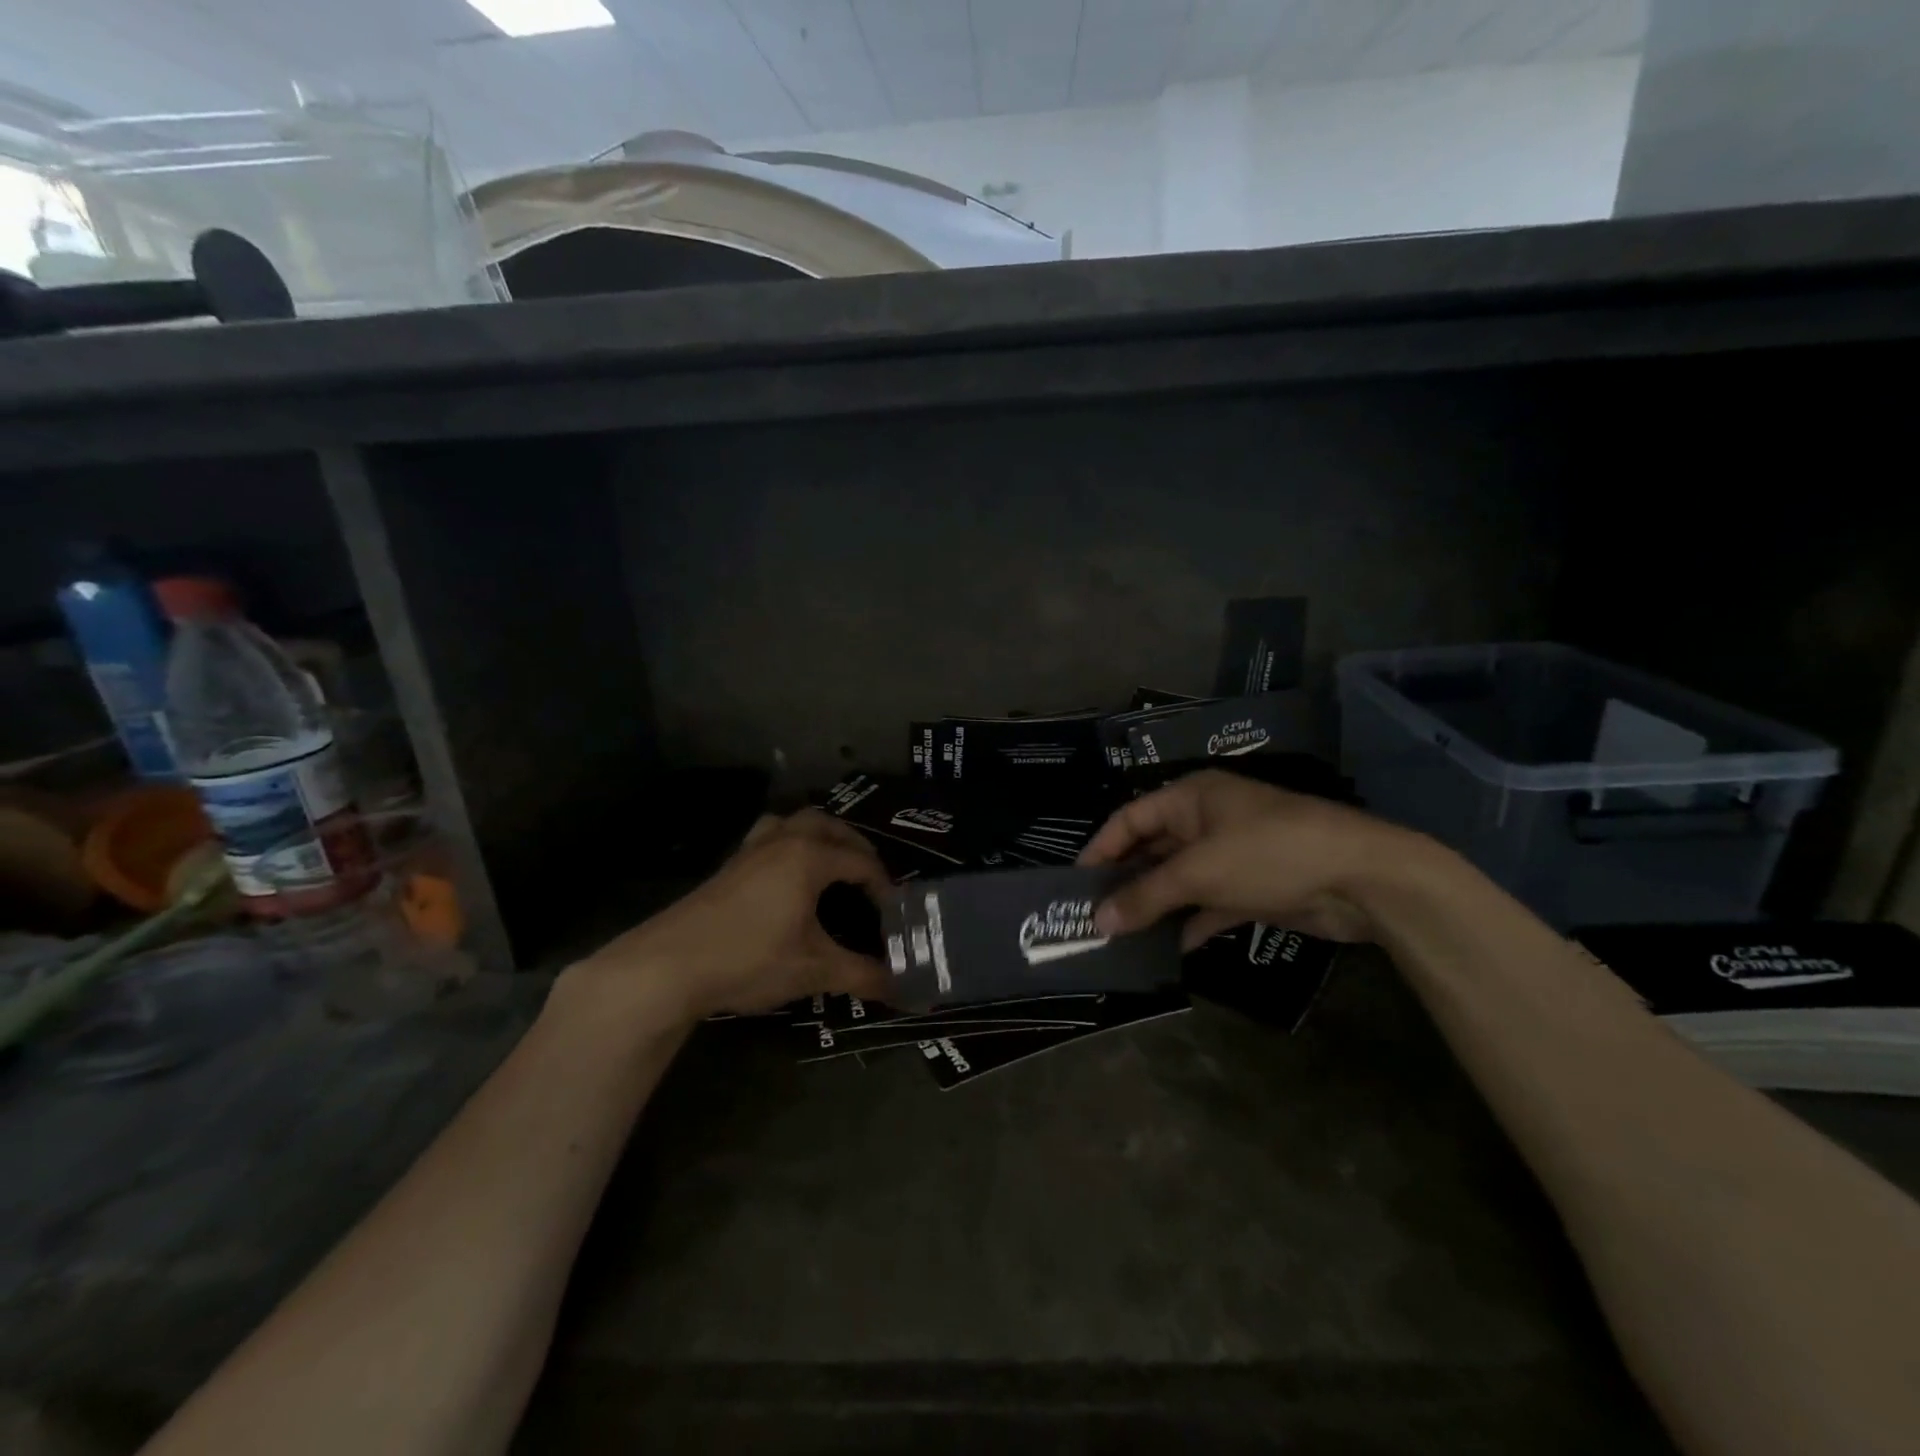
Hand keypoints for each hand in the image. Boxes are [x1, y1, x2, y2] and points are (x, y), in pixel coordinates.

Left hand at [566, 809, 893, 1024]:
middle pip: (831, 827)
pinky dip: (790, 842)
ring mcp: (752, 849)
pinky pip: (770, 835)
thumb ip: (861, 974)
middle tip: (870, 880)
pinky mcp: (730, 864)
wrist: (669, 965)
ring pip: (796, 822)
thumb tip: (902, 988)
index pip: (861, 862)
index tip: (893, 914)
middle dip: (857, 848)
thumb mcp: (813, 970)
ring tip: (833, 865)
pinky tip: (788, 874)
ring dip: (822, 836)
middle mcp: (784, 841)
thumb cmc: (749, 959)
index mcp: (810, 857)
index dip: (883, 886)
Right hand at [1078, 770, 1434, 947]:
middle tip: (1094, 917)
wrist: (1361, 879)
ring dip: (1155, 906)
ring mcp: (1231, 855)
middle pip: (1153, 850)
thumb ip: (1147, 896)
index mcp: (1191, 798)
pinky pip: (1208, 904)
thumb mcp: (1200, 871)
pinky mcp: (1252, 888)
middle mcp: (1207, 821)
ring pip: (1180, 880)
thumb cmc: (1269, 853)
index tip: (1076, 883)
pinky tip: (1168, 949)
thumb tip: (1098, 921)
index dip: (1101, 848)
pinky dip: (1189, 923)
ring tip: (1121, 938)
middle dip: (1126, 882)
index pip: (1130, 818)